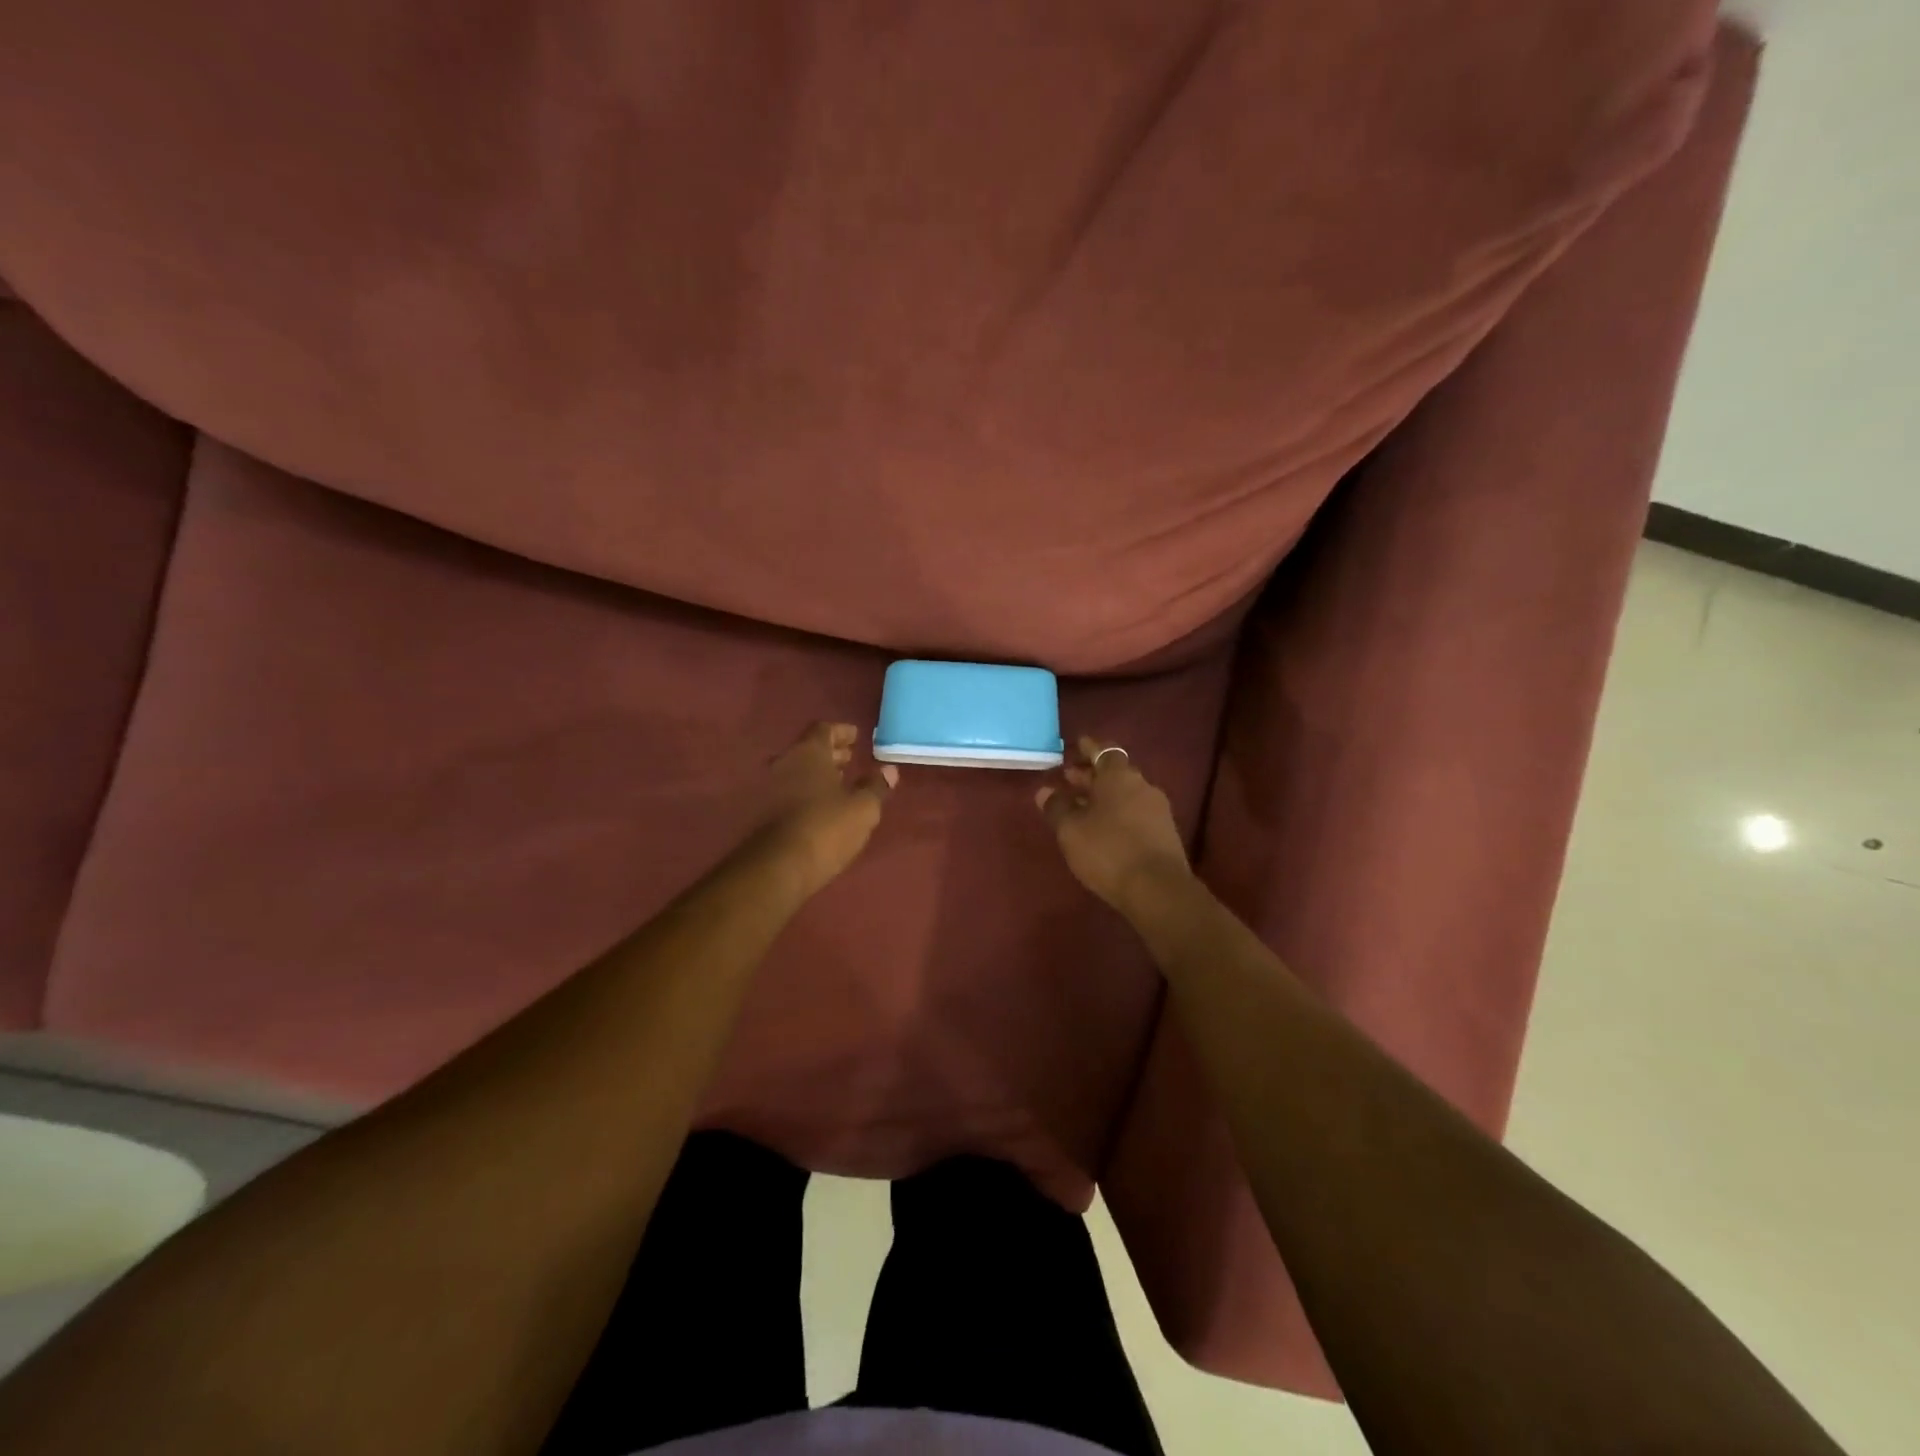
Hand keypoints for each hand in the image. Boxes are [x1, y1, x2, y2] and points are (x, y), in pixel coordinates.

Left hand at [752, 722, 896, 899]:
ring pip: (798, 772)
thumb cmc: (826, 828)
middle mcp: (785, 763)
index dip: (842, 732)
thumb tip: (889, 770)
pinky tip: (823, 806)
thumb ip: (876, 786)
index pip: (824, 730)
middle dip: (831, 754)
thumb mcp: (863, 808)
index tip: (856, 737)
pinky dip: (807, 792)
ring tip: (841, 784)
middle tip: (850, 759)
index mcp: (808, 753)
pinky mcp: (764, 814)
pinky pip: (790, 792)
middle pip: (809, 750)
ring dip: (819, 774)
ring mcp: (770, 788)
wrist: (779, 868)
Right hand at [1036, 737, 1191, 915]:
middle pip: (1114, 773)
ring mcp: (1157, 810)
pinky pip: (1134, 813)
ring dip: (1103, 796)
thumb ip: (1056, 807)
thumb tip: (1045, 791)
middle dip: (1091, 775)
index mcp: (1120, 777)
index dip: (1089, 748)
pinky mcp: (1164, 833)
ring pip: (1125, 794)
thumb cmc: (1108, 850)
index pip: (1104, 751)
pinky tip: (1102, 828)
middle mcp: (1142, 786)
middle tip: (1068, 778)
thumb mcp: (1071, 830)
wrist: (1158, 890)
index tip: (1076, 745)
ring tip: (1080, 806)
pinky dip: (1116, 813)